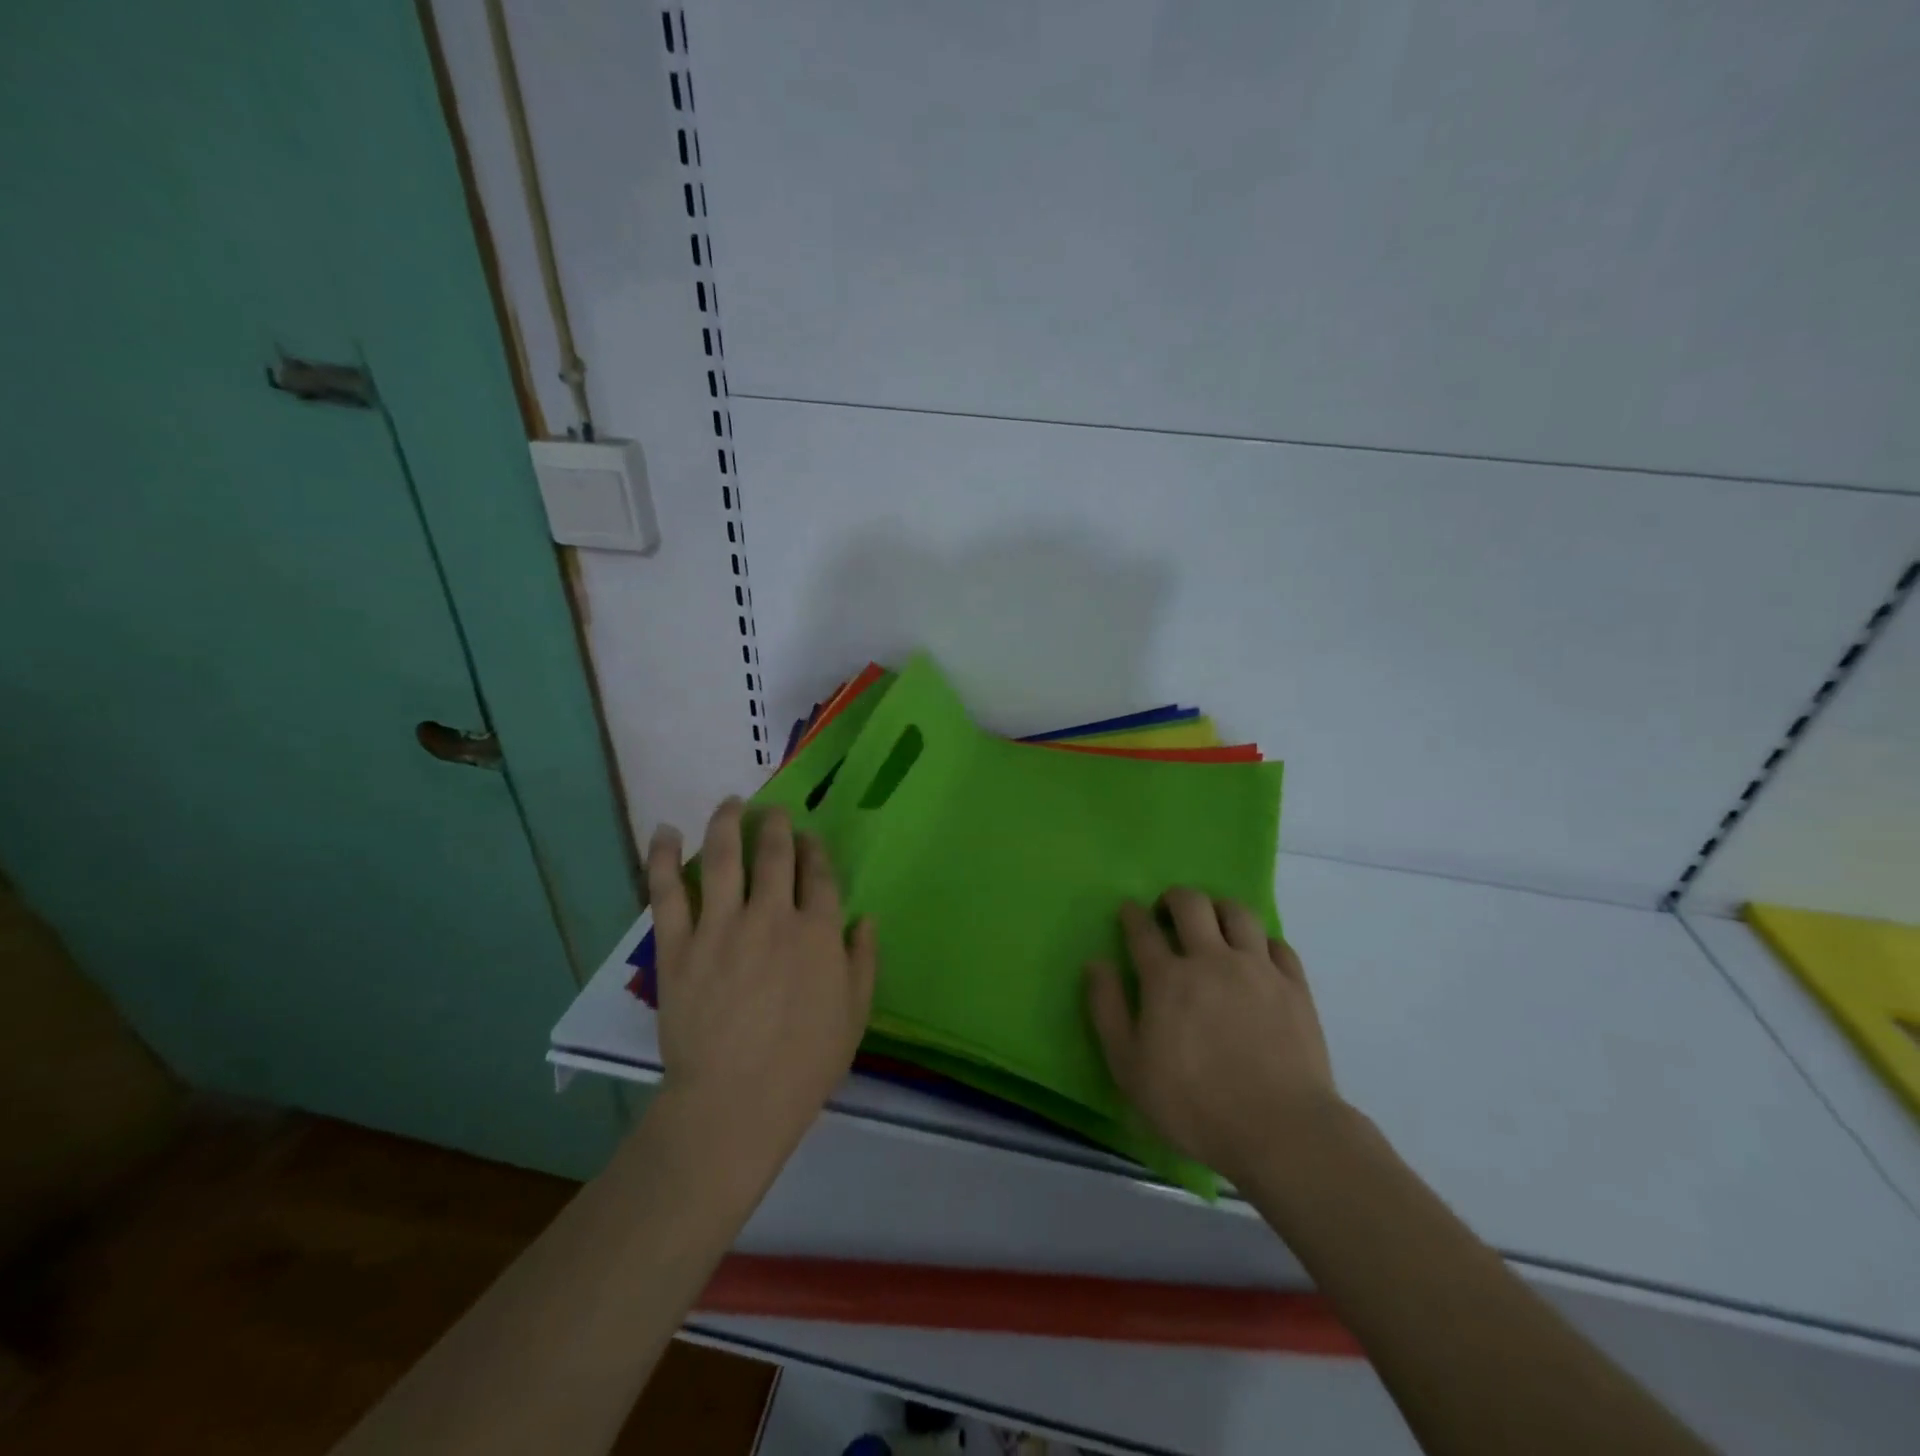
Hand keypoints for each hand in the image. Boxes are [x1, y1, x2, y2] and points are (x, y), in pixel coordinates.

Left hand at [646, 799, 876, 1179]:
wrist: (735, 1103)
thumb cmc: (805, 1064)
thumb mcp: (855, 1014)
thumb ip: (863, 960)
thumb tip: (864, 918)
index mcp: (817, 932)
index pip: (819, 874)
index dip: (814, 850)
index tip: (809, 838)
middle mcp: (772, 916)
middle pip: (775, 853)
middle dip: (775, 824)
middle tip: (772, 811)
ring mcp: (721, 927)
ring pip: (723, 856)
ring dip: (727, 821)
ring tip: (730, 802)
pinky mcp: (678, 945)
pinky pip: (668, 891)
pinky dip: (664, 857)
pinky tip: (666, 832)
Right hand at [1086, 890, 1340, 1187]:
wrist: (1281, 1130)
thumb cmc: (1193, 1105)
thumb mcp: (1129, 1067)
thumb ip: (1107, 1010)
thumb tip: (1096, 963)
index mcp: (1167, 978)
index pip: (1142, 929)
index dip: (1131, 914)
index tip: (1128, 911)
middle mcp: (1211, 959)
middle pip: (1191, 904)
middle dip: (1174, 898)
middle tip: (1168, 911)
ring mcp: (1257, 969)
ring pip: (1238, 912)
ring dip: (1219, 909)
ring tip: (1214, 923)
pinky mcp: (1294, 986)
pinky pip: (1277, 943)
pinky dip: (1260, 941)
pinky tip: (1256, 956)